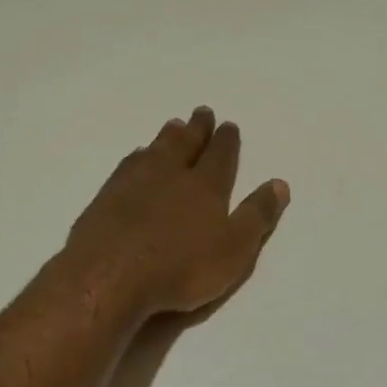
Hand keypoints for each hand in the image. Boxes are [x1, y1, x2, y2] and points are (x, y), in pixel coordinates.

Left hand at [64, 108, 290, 318]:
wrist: (110, 274)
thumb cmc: (180, 267)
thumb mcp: (234, 250)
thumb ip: (256, 216)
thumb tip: (280, 184)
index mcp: (206, 186)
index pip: (220, 156)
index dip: (226, 140)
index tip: (228, 125)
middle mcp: (172, 174)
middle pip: (187, 143)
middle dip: (197, 128)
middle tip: (202, 112)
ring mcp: (136, 181)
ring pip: (157, 149)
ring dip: (168, 136)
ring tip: (174, 124)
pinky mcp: (107, 195)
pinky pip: (129, 164)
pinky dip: (138, 155)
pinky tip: (137, 156)